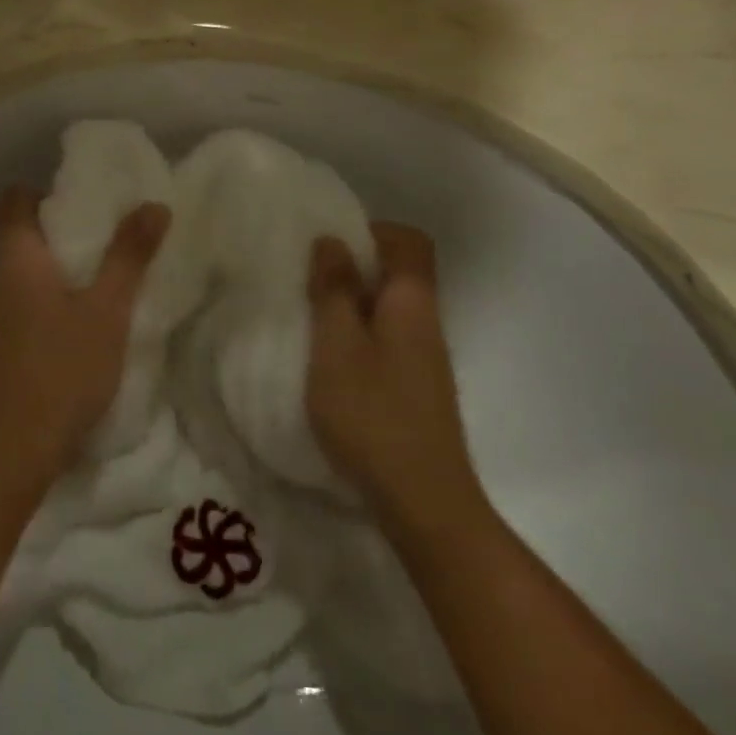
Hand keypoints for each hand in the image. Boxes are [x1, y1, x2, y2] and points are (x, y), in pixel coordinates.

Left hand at [0, 185, 170, 491]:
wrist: (15, 447)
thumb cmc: (61, 367)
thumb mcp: (107, 308)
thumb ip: (129, 255)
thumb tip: (153, 204)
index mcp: (17, 255)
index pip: (16, 198)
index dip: (49, 188)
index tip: (90, 193)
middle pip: (26, 229)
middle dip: (68, 223)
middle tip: (114, 223)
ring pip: (30, 265)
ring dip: (66, 259)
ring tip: (112, 261)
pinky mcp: (7, 339)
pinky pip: (31, 295)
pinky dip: (59, 289)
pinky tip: (93, 307)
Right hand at [306, 224, 481, 527]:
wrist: (424, 503)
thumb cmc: (373, 414)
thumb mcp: (337, 345)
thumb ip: (334, 290)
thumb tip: (333, 241)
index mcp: (412, 301)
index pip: (409, 241)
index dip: (372, 231)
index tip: (330, 244)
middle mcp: (426, 322)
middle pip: (398, 274)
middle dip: (354, 268)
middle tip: (308, 280)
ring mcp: (425, 359)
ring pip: (389, 309)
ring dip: (352, 305)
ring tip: (310, 318)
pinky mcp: (416, 389)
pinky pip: (387, 341)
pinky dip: (358, 338)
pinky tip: (329, 363)